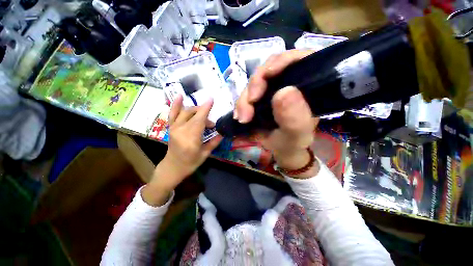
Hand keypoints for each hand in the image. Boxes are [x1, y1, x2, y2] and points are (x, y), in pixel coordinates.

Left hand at [142, 95, 222, 205]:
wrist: (173, 167)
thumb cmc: (190, 163)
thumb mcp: (205, 154)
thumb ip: (214, 142)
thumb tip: (222, 133)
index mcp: (191, 139)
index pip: (199, 120)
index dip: (205, 109)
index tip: (211, 99)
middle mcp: (181, 130)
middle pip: (194, 115)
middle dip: (204, 115)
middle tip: (211, 124)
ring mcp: (174, 127)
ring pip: (186, 112)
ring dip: (196, 110)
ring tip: (202, 115)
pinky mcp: (170, 127)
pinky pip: (172, 113)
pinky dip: (176, 104)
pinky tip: (180, 96)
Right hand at [235, 50, 319, 177]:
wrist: (281, 150)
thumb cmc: (293, 143)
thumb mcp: (297, 135)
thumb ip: (294, 118)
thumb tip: (283, 92)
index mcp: (308, 86)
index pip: (300, 59)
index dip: (283, 60)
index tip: (268, 74)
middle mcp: (290, 83)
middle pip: (270, 68)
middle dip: (256, 84)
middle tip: (250, 104)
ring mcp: (273, 89)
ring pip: (255, 82)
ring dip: (245, 98)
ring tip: (242, 118)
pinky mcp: (261, 97)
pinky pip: (247, 94)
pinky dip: (241, 103)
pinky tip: (239, 116)